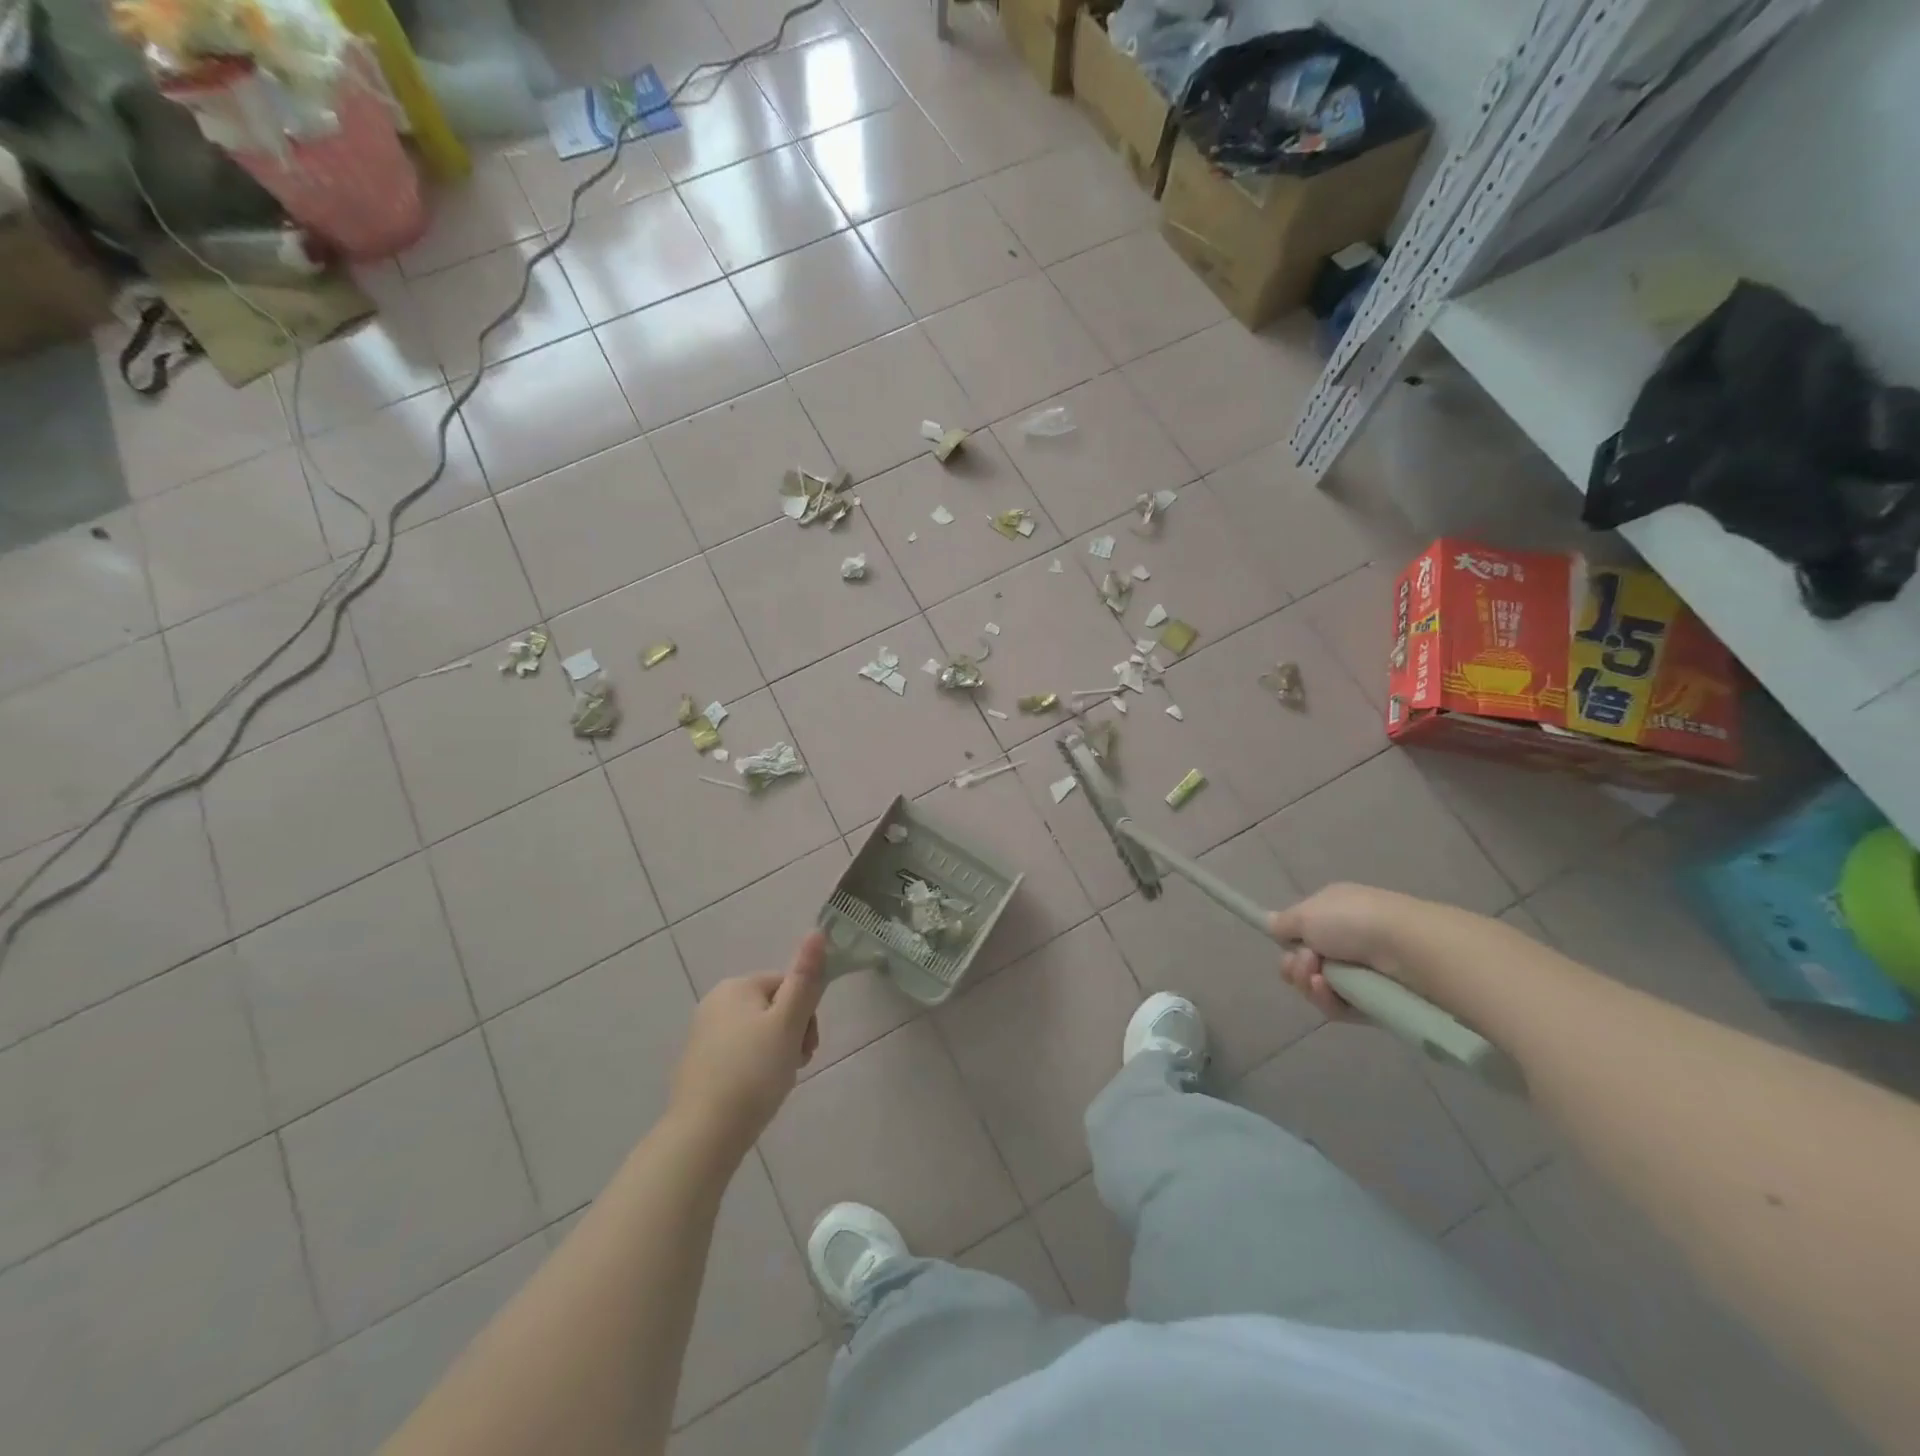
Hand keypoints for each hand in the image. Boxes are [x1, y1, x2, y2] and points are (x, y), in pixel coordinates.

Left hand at [670, 931, 826, 1158]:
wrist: (703, 1136)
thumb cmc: (753, 1073)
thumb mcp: (788, 1023)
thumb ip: (805, 978)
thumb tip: (817, 931)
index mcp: (737, 986)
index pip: (788, 984)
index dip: (806, 1014)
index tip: (807, 1046)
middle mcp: (715, 1002)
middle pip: (774, 1007)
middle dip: (793, 1033)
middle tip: (796, 1064)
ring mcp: (704, 1034)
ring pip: (759, 1032)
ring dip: (778, 1051)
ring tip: (778, 1081)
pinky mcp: (699, 1064)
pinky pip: (740, 1053)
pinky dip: (756, 1067)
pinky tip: (757, 1092)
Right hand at [1268, 883, 1424, 1018]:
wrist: (1406, 948)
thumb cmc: (1352, 920)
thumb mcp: (1305, 913)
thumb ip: (1283, 923)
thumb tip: (1271, 923)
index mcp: (1334, 913)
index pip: (1302, 933)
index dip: (1289, 943)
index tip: (1286, 946)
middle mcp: (1348, 941)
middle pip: (1305, 963)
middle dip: (1295, 966)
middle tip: (1305, 964)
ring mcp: (1362, 973)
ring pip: (1318, 987)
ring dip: (1308, 984)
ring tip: (1318, 978)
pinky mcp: (1373, 1003)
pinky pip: (1338, 1007)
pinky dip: (1327, 999)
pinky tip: (1328, 990)